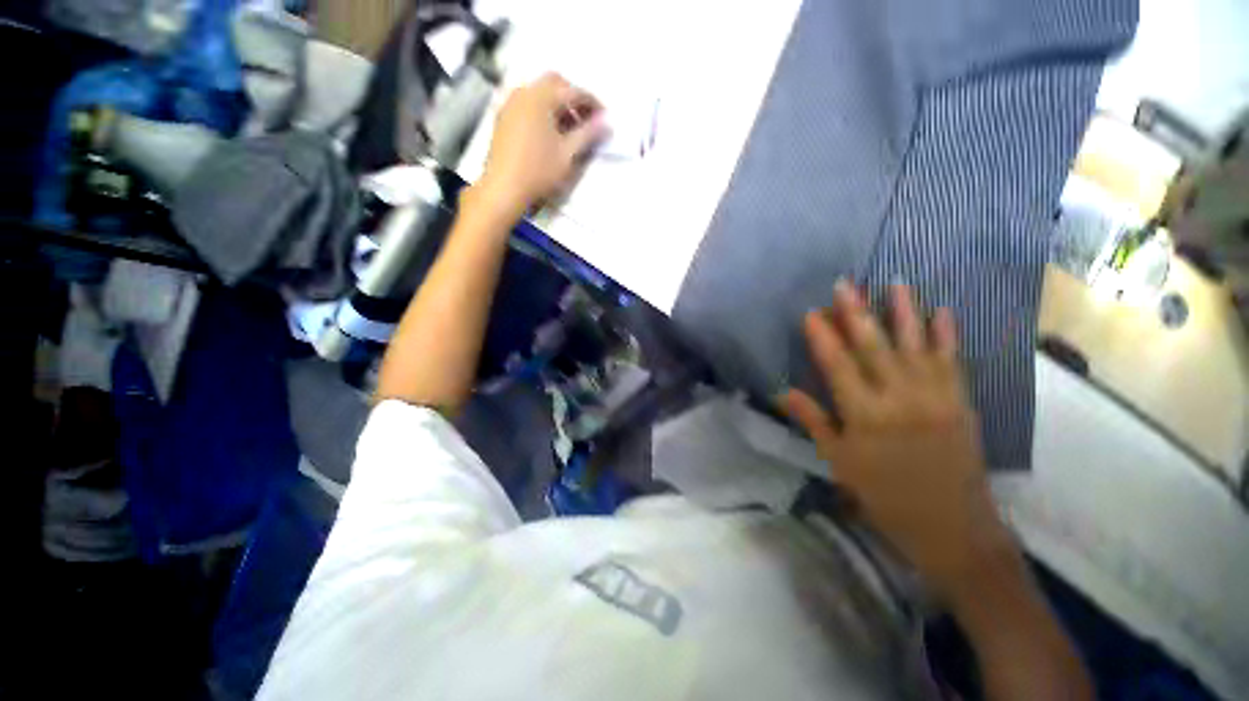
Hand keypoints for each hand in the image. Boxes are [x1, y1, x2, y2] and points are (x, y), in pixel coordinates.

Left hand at [477, 73, 606, 214]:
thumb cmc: (539, 170)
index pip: (574, 91)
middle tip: (587, 120)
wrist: (504, 188)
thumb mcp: (568, 154)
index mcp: (541, 96)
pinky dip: (543, 111)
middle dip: (573, 98)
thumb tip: (607, 123)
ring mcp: (511, 103)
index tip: (605, 118)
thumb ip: (588, 134)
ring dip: (558, 104)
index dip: (593, 103)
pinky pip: (528, 103)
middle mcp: (524, 92)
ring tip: (570, 130)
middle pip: (555, 84)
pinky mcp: (504, 117)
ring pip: (540, 93)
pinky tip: (550, 132)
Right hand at [780, 282, 1014, 599]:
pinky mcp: (961, 401)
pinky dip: (948, 335)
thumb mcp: (840, 462)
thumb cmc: (885, 495)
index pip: (837, 365)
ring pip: (916, 345)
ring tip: (894, 283)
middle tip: (846, 284)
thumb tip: (783, 392)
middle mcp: (900, 398)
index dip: (822, 337)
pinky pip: (953, 361)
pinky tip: (943, 311)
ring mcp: (935, 397)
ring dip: (904, 312)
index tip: (811, 312)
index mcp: (865, 416)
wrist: (953, 527)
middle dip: (856, 312)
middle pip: (873, 347)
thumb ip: (813, 421)